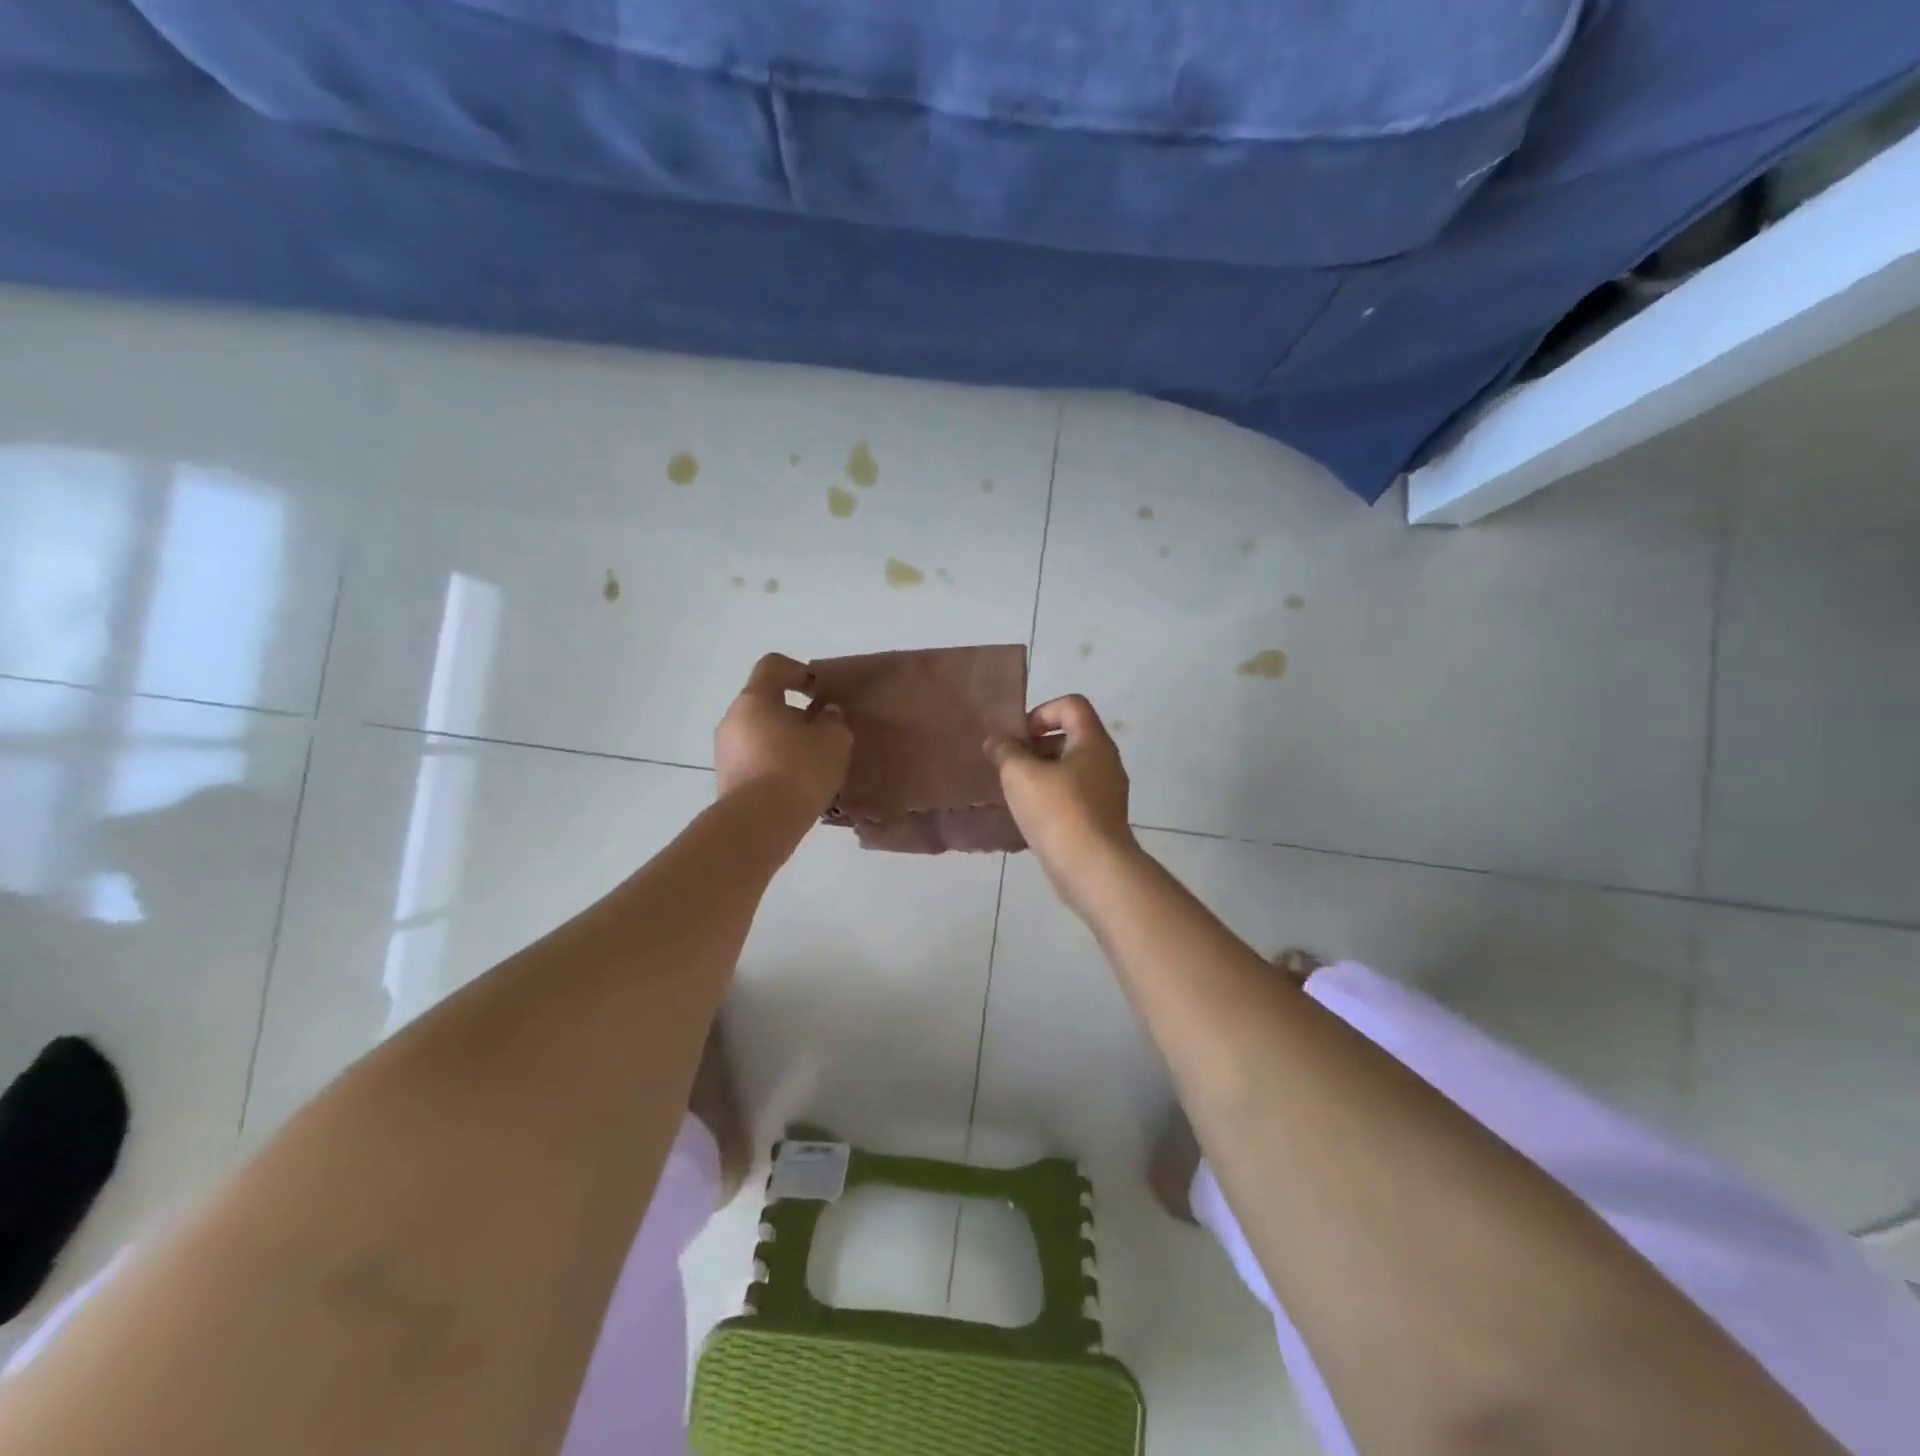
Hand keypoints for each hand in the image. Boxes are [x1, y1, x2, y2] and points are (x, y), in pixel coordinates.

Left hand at [715, 654, 851, 822]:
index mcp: (755, 699)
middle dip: (795, 714)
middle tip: (822, 733)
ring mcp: (724, 752)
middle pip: (765, 703)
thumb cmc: (797, 770)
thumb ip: (833, 720)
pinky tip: (797, 786)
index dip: (798, 671)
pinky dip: (775, 765)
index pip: (773, 666)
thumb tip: (826, 714)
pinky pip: (755, 761)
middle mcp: (732, 719)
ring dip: (784, 742)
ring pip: (759, 734)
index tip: (819, 691)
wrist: (758, 825)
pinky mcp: (727, 780)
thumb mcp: (833, 740)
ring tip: (813, 765)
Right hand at [986, 695, 1140, 906]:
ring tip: (1016, 793)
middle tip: (1010, 765)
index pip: (1071, 705)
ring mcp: (1107, 793)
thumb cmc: (1058, 811)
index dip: (1041, 712)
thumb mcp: (1020, 774)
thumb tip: (997, 741)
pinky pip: (1074, 797)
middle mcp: (1106, 762)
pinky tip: (1031, 817)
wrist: (1093, 868)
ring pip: (1071, 769)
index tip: (1018, 738)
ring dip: (1041, 774)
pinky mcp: (1101, 820)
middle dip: (1036, 746)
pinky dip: (1052, 799)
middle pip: (1071, 736)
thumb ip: (1005, 751)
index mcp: (1093, 741)